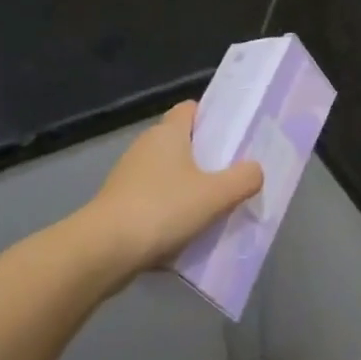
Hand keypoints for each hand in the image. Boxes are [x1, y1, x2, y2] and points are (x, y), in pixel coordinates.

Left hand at [80, 102, 263, 279]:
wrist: (104, 249)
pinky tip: (188, 231)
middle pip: (183, 143)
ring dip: (190, 187)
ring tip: (216, 207)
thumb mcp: (215, 194)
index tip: (234, 135)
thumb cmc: (162, 209)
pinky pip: (156, 199)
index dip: (212, 118)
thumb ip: (243, 179)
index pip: (191, 109)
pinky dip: (172, 210)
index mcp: (168, 133)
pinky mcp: (121, 203)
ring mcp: (129, 175)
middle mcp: (146, 146)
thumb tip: (256, 170)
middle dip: (208, 157)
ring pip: (169, 174)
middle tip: (234, 175)